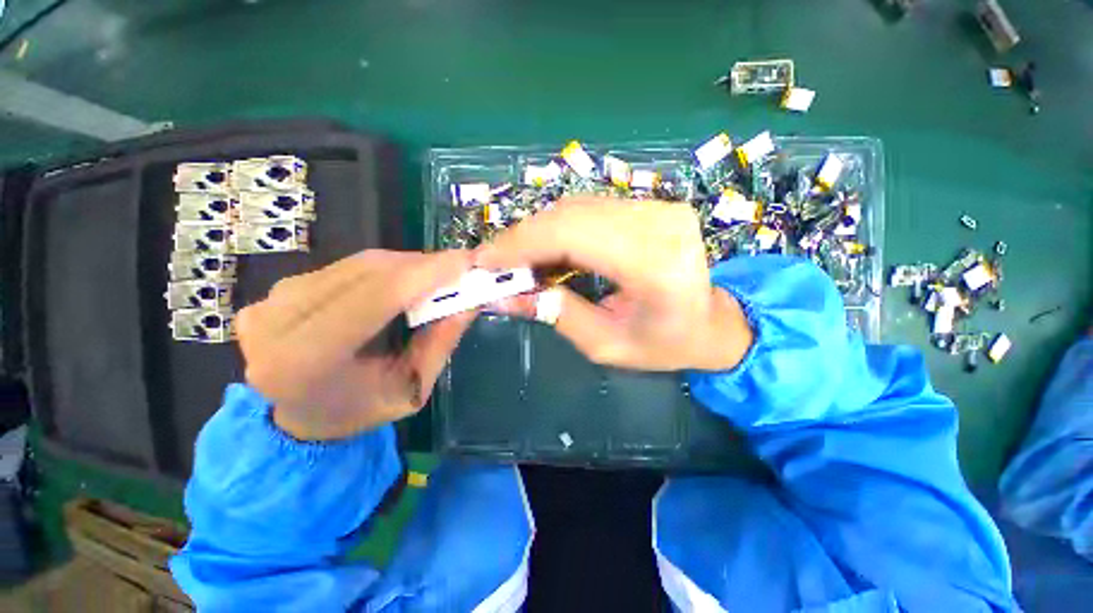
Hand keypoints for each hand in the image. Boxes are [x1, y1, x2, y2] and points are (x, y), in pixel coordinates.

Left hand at [235, 250, 474, 440]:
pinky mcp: (281, 287)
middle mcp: (276, 321)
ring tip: (441, 273)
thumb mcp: (410, 389)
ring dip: (409, 265)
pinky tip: (409, 279)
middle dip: (424, 266)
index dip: (424, 275)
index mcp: (303, 362)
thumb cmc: (358, 410)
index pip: (373, 299)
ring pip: (360, 264)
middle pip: (368, 273)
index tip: (466, 261)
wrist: (300, 415)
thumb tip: (471, 300)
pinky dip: (388, 268)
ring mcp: (272, 298)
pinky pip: (348, 266)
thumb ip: (440, 343)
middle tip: (462, 266)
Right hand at [477, 197, 752, 370]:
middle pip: (570, 214)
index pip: (574, 236)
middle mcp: (659, 222)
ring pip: (575, 207)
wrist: (712, 321)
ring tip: (514, 259)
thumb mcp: (605, 344)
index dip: (522, 244)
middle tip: (492, 262)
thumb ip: (555, 315)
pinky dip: (557, 227)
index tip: (484, 261)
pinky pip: (588, 208)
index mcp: (656, 264)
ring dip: (537, 231)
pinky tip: (543, 248)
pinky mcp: (650, 205)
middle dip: (522, 237)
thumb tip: (502, 296)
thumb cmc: (665, 344)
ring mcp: (657, 206)